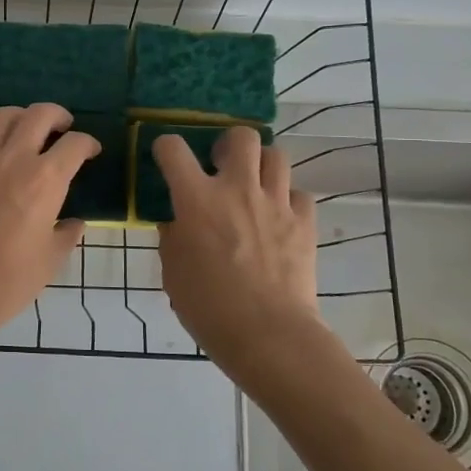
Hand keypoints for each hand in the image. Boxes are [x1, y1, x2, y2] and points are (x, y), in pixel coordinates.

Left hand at [0, 104, 98, 340]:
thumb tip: (74, 223)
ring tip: (28, 130)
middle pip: (40, 114)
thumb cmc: (8, 280)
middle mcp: (15, 158)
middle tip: (64, 127)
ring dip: (22, 116)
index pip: (74, 144)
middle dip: (58, 116)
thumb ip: (66, 235)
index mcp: (46, 180)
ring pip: (3, 115)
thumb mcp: (50, 261)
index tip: (91, 151)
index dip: (88, 144)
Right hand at [153, 128, 332, 378]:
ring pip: (277, 156)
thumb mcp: (173, 271)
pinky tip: (279, 218)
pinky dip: (288, 200)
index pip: (173, 149)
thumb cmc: (208, 307)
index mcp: (196, 199)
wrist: (268, 334)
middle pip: (242, 136)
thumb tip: (178, 220)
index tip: (166, 158)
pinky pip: (299, 194)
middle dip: (229, 144)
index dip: (166, 147)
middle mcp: (237, 188)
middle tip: (222, 166)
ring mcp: (275, 203)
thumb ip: (173, 236)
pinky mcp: (304, 222)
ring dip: (262, 166)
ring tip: (254, 186)